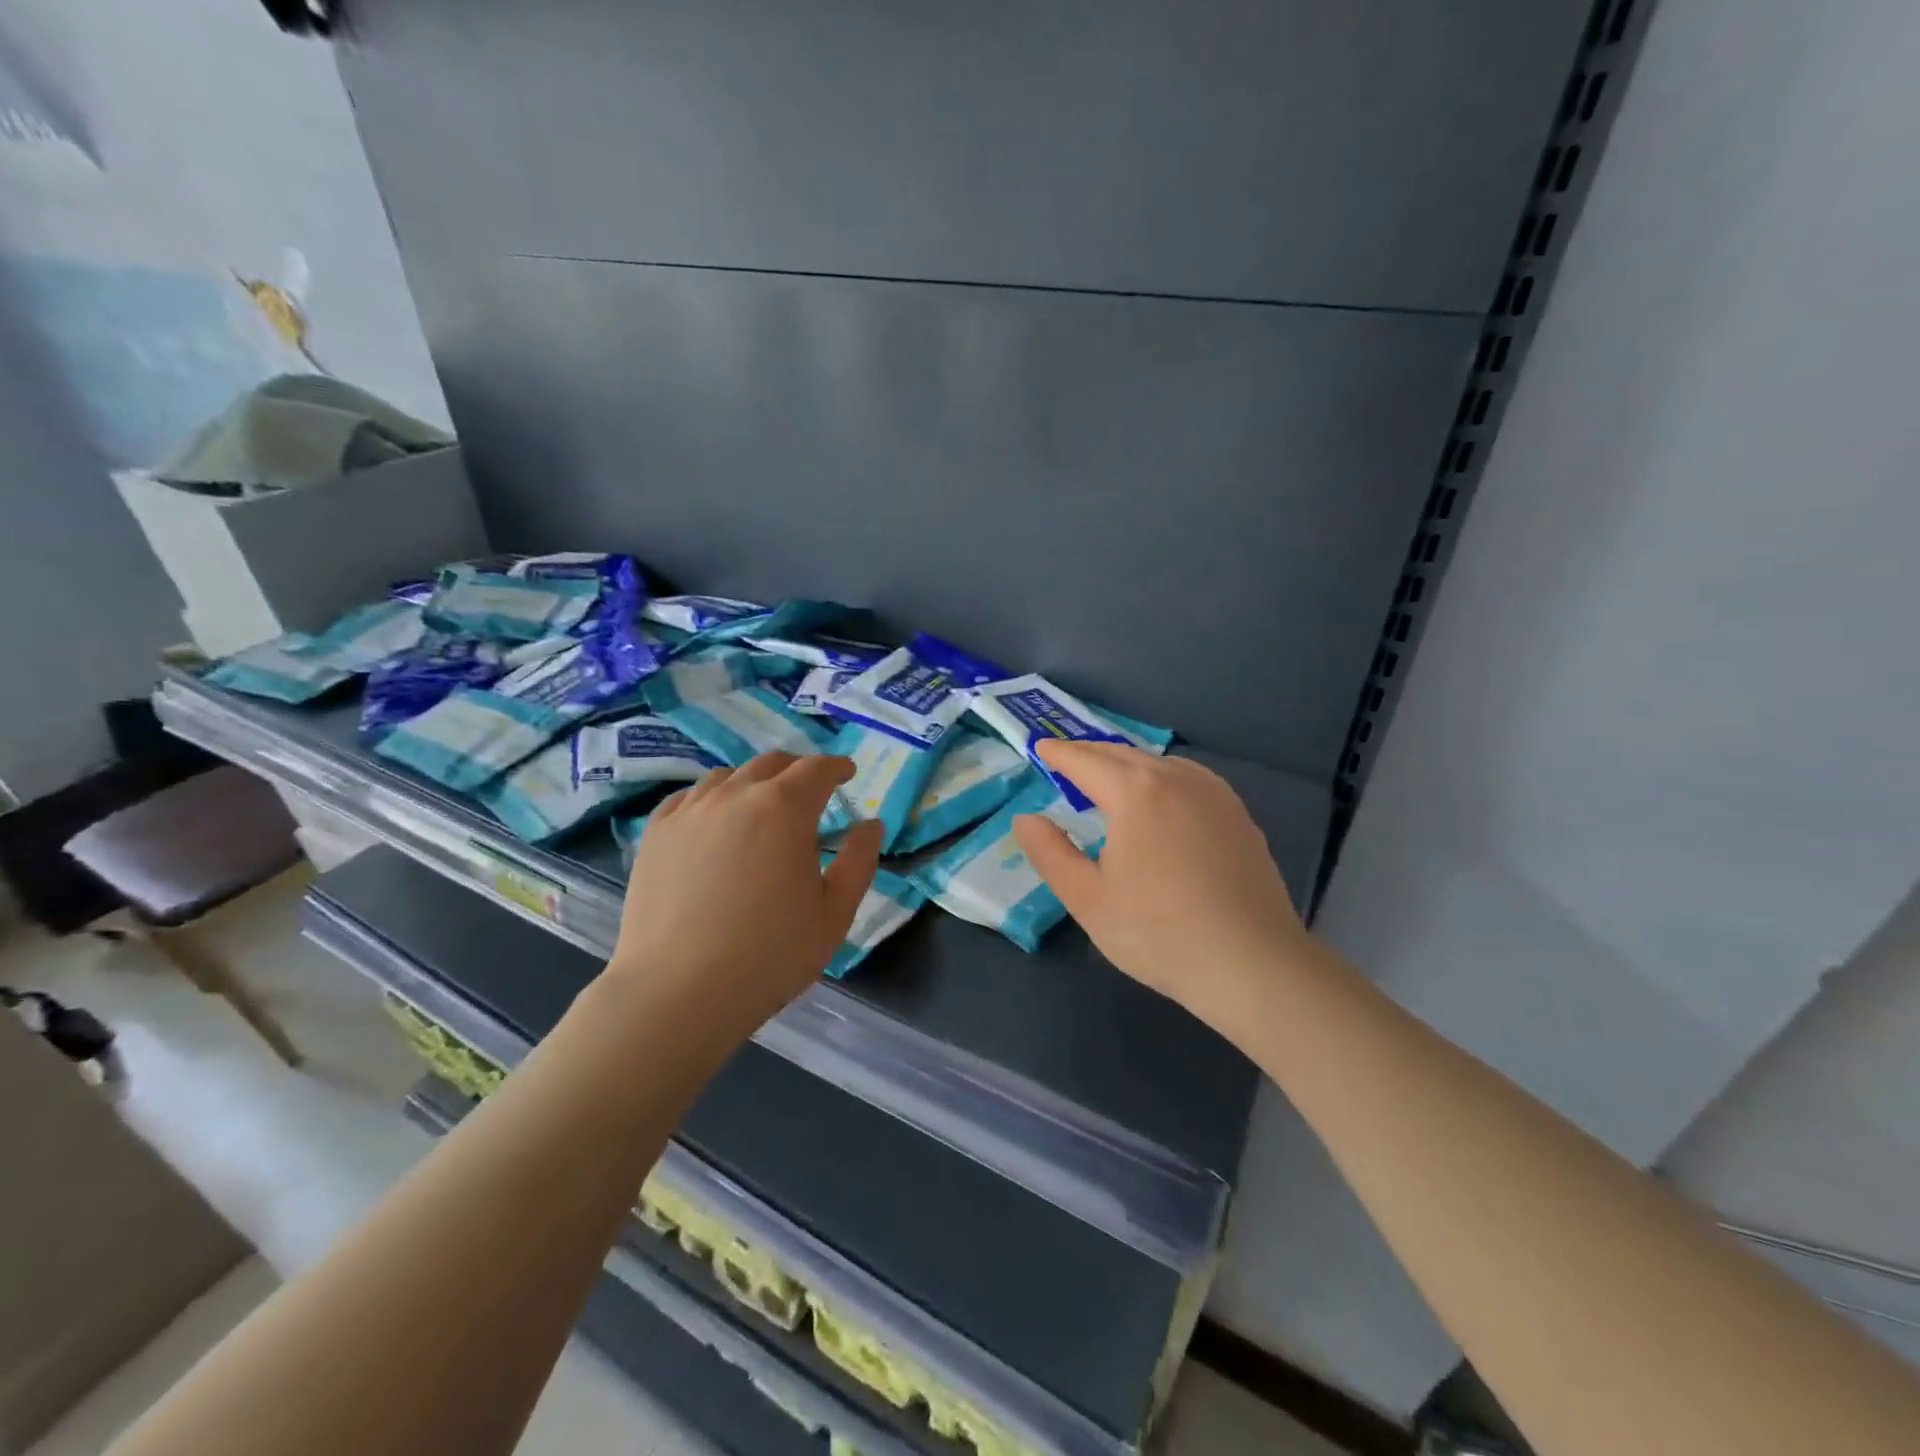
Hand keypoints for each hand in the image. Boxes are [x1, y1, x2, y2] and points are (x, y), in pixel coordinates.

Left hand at [609, 753, 883, 1041]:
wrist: (677, 993)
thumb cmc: (769, 956)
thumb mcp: (834, 913)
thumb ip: (859, 861)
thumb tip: (871, 824)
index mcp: (785, 809)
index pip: (816, 769)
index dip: (836, 767)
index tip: (847, 773)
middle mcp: (735, 795)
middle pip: (771, 764)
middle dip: (797, 771)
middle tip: (810, 793)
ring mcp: (690, 812)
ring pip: (728, 776)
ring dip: (754, 783)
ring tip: (761, 808)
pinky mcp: (656, 834)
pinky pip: (689, 798)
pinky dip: (713, 799)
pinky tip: (715, 822)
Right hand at [1013, 740, 1310, 1027]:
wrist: (1252, 963)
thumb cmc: (1158, 933)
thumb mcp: (1088, 899)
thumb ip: (1050, 853)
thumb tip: (1025, 819)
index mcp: (1135, 793)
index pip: (1086, 762)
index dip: (1059, 754)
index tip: (1040, 748)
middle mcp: (1176, 779)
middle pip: (1124, 754)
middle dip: (1091, 753)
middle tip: (1067, 757)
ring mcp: (1215, 794)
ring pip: (1160, 763)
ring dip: (1128, 762)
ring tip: (1110, 774)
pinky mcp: (1239, 815)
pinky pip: (1191, 778)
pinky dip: (1163, 775)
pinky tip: (1164, 796)